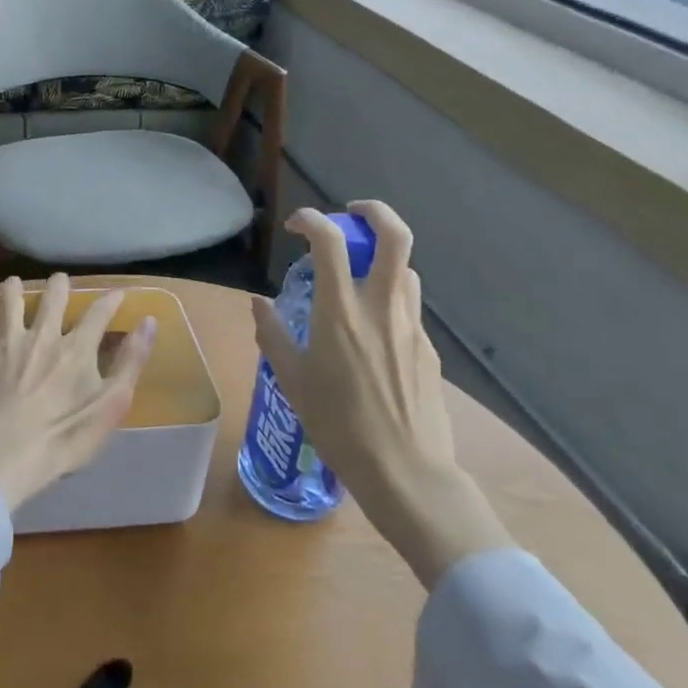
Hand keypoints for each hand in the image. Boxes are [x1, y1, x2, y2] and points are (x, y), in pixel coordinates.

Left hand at [0, 275, 154, 512]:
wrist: (7, 453)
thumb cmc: (65, 435)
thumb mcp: (112, 404)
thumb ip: (131, 362)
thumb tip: (148, 322)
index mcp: (76, 348)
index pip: (98, 314)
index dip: (110, 301)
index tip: (118, 293)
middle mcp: (42, 335)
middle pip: (52, 298)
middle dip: (58, 286)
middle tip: (59, 282)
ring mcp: (7, 344)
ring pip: (9, 304)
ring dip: (12, 290)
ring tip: (13, 284)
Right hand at [251, 202, 512, 588]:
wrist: (407, 474)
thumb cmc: (339, 427)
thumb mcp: (292, 380)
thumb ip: (272, 334)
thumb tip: (259, 303)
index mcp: (341, 311)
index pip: (330, 241)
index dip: (311, 219)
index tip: (295, 226)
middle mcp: (381, 307)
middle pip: (394, 236)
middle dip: (373, 213)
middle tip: (350, 215)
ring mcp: (412, 326)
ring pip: (405, 269)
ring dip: (381, 258)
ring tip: (357, 275)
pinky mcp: (429, 349)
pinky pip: (409, 306)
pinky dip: (389, 297)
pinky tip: (372, 331)